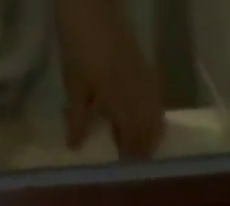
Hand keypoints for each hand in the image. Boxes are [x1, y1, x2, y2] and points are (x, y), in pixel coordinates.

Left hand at [56, 0, 163, 157]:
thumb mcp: (73, 85)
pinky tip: (142, 112)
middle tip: (130, 155)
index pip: (133, 145)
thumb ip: (77, 120)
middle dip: (142, 148)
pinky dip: (152, 111)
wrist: (89, 1)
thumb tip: (76, 148)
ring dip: (149, 132)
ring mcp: (146, 83)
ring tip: (138, 137)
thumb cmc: (78, 44)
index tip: (121, 164)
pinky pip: (155, 99)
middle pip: (149, 135)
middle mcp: (141, 101)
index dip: (128, 157)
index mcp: (124, 109)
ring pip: (156, 119)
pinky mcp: (146, 67)